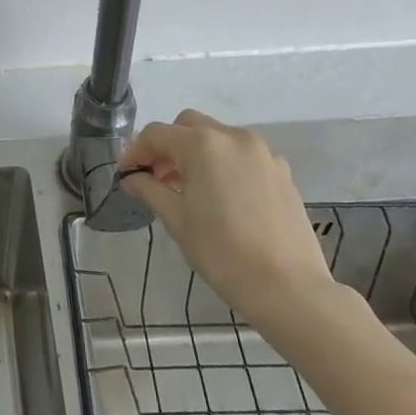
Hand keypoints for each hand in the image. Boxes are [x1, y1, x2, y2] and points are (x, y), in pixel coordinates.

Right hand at [119, 110, 342, 338]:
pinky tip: (222, 197)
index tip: (126, 173)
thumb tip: (133, 177)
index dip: (136, 151)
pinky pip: (242, 156)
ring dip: (196, 153)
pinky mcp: (281, 172)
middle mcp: (233, 137)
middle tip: (157, 177)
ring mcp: (262, 152)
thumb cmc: (222, 252)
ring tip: (188, 188)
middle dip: (168, 146)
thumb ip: (151, 189)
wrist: (289, 288)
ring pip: (218, 137)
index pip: (157, 134)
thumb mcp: (177, 220)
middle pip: (188, 126)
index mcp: (203, 144)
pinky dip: (224, 164)